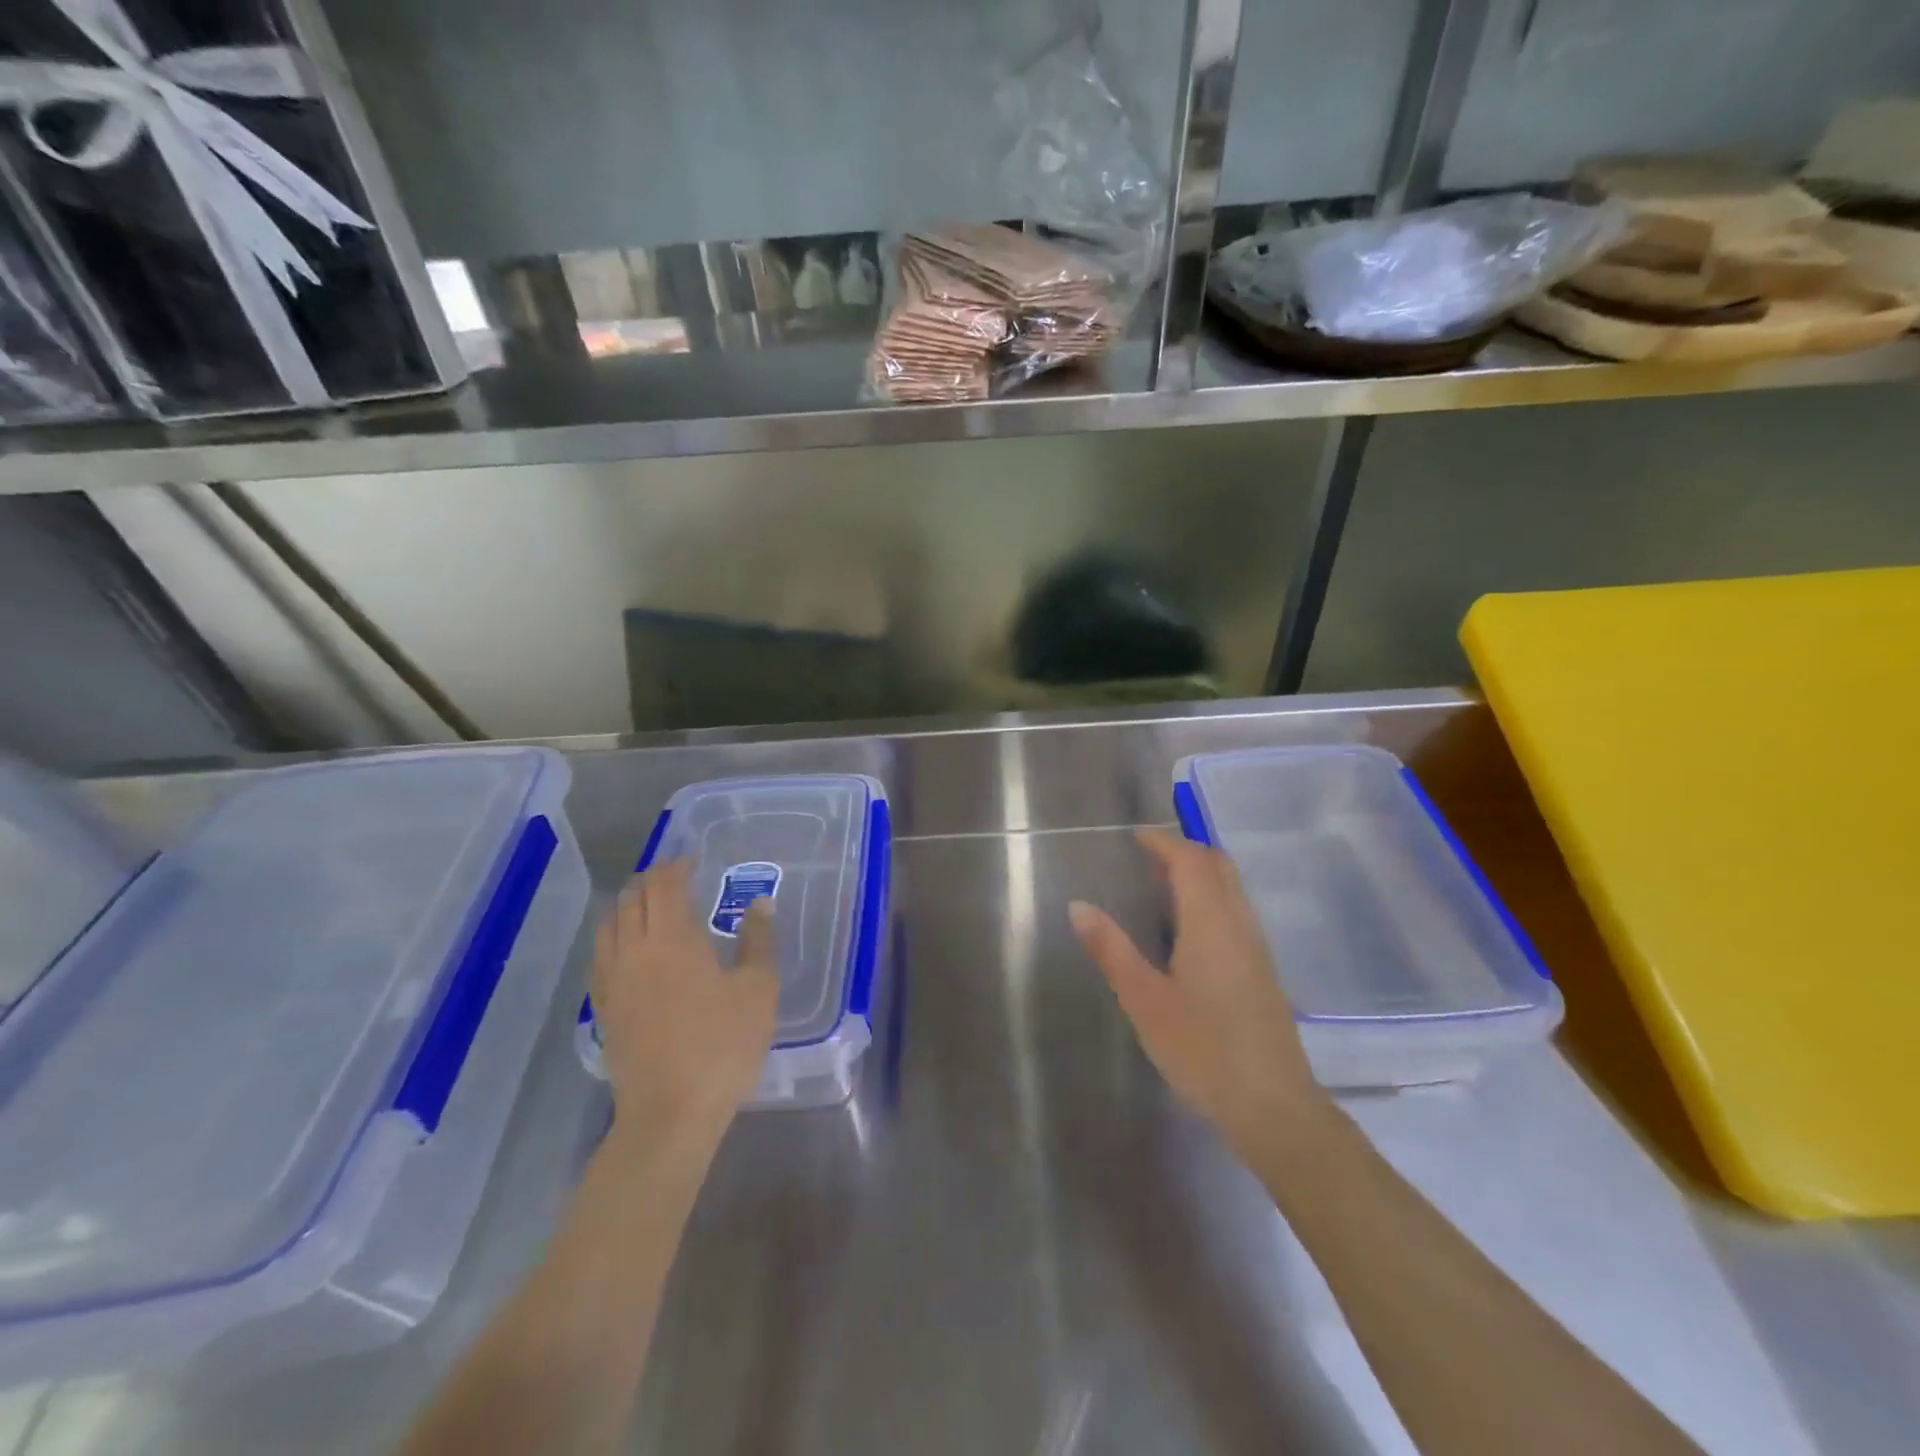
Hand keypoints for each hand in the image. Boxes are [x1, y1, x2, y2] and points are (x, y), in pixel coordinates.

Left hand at [592, 858, 780, 1145]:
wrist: (669, 1114)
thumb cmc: (722, 1046)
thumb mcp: (757, 990)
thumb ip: (758, 941)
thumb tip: (760, 903)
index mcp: (673, 938)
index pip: (665, 885)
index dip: (677, 866)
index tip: (693, 860)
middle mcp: (635, 949)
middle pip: (632, 898)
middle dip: (652, 880)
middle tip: (675, 878)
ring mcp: (614, 980)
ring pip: (610, 924)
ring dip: (628, 904)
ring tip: (649, 905)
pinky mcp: (604, 1009)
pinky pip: (601, 955)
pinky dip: (614, 936)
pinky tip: (629, 949)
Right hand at [1070, 828, 1324, 1158]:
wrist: (1274, 1106)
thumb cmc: (1203, 1050)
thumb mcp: (1145, 1000)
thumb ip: (1112, 949)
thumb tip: (1079, 906)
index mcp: (1211, 923)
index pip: (1191, 860)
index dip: (1163, 842)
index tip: (1134, 837)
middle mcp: (1239, 924)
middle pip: (1219, 865)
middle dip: (1185, 850)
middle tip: (1146, 856)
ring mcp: (1256, 947)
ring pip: (1232, 888)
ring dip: (1200, 873)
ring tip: (1160, 886)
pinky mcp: (1262, 970)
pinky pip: (1236, 911)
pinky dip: (1210, 897)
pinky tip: (1187, 929)